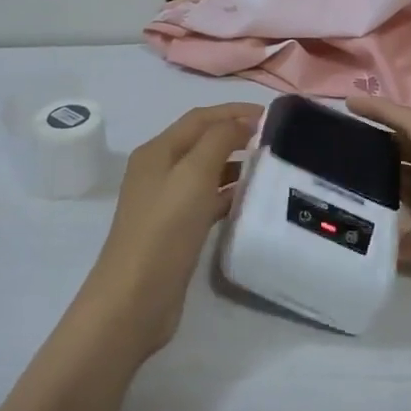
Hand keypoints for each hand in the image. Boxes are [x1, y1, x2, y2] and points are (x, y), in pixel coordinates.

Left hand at [81, 103, 259, 357]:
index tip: (272, 115)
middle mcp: (159, 171)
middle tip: (275, 140)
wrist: (135, 298)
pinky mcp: (176, 230)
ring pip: (206, 172)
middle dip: (236, 135)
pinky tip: (251, 200)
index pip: (200, 118)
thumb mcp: (193, 175)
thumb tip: (242, 121)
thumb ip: (219, 140)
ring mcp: (166, 202)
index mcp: (157, 151)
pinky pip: (207, 200)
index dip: (234, 111)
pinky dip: (229, 194)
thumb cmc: (164, 229)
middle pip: (202, 142)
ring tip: (270, 167)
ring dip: (235, 164)